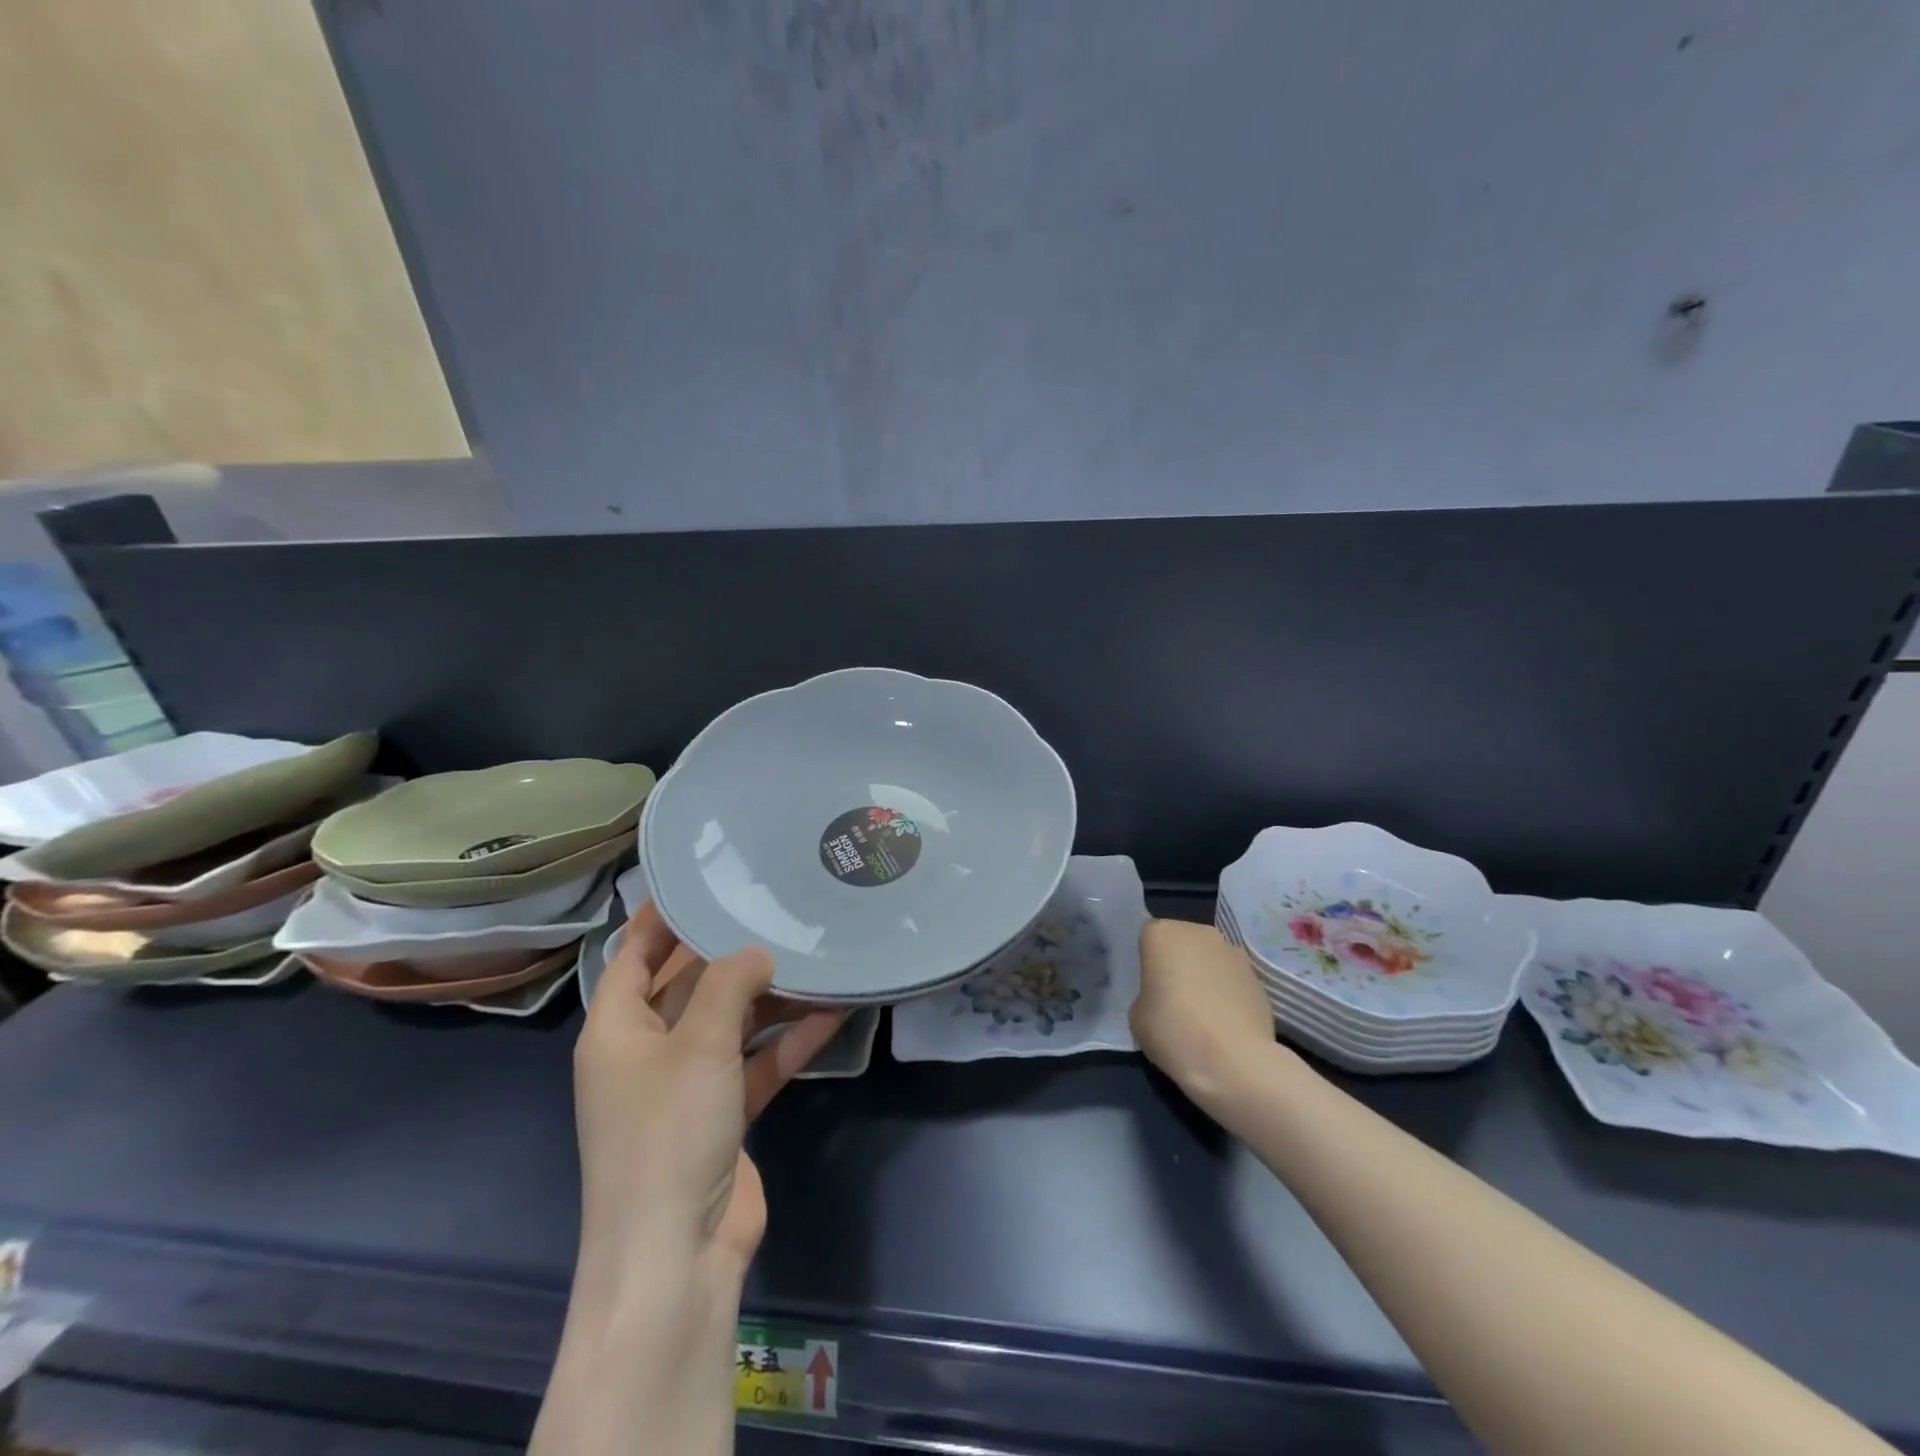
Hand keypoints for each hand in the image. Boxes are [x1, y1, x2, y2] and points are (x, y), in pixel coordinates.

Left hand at [571, 900, 844, 1287]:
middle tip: (774, 909)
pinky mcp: (723, 1115)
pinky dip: (788, 1039)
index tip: (701, 881)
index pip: (632, 956)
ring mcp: (687, 1086)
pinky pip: (757, 1062)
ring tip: (815, 954)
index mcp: (617, 1031)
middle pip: (689, 985)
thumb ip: (728, 984)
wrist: (676, 1257)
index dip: (659, 918)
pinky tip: (833, 1010)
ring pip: (731, 1023)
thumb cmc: (667, 1133)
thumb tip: (757, 952)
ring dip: (771, 997)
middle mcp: (648, 1052)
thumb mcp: (698, 1045)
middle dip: (730, 953)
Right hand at [1130, 918, 1280, 1107]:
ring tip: (1203, 1014)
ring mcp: (1233, 951)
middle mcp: (1198, 932)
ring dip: (1204, 976)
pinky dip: (1227, 993)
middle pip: (1181, 942)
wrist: (1236, 1062)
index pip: (1147, 938)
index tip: (1149, 988)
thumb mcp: (1137, 1016)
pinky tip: (1225, 1023)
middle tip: (1173, 999)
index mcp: (1162, 934)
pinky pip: (1232, 979)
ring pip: (1209, 958)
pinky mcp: (1258, 976)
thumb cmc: (1174, 1031)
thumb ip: (1146, 994)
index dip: (1147, 962)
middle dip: (1177, 963)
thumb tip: (1161, 996)